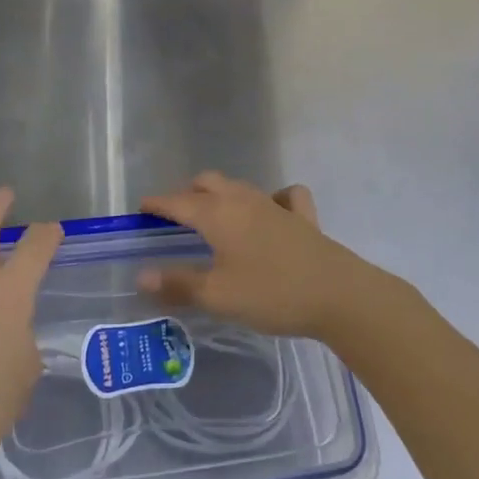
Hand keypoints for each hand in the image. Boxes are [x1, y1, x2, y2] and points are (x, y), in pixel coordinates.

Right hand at [138, 172, 380, 339]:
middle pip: (208, 183)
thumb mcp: (218, 295)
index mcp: (218, 214)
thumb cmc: (270, 293)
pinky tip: (272, 212)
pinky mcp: (303, 216)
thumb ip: (178, 284)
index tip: (141, 209)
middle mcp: (244, 199)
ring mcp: (276, 204)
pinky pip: (284, 197)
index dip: (157, 204)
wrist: (337, 294)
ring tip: (214, 216)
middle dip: (188, 193)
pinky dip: (271, 199)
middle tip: (175, 217)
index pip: (178, 202)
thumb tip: (142, 275)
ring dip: (221, 195)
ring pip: (240, 187)